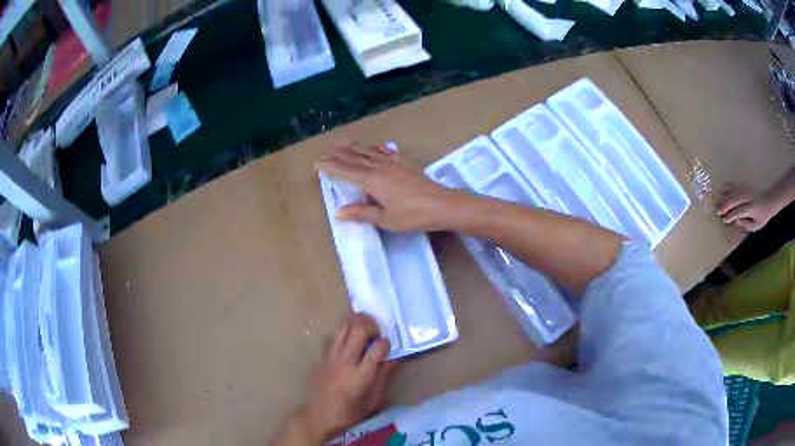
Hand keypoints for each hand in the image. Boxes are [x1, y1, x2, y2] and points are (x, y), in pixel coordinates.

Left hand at [296, 314, 396, 442]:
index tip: (388, 346)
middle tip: (377, 330)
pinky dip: (343, 332)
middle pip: (359, 329)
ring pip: (343, 327)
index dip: (386, 342)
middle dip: (371, 324)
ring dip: (356, 322)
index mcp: (361, 375)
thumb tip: (394, 359)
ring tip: (364, 327)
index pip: (378, 347)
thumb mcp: (373, 401)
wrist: (319, 416)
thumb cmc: (349, 413)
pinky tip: (348, 339)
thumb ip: (383, 377)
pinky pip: (333, 336)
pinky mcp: (322, 356)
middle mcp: (346, 361)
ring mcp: (331, 357)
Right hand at [315, 143, 463, 231]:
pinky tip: (376, 146)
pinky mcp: (406, 164)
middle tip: (326, 149)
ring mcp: (394, 164)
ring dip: (355, 147)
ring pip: (369, 152)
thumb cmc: (413, 215)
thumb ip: (362, 213)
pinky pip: (387, 152)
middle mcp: (380, 168)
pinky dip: (378, 148)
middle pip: (355, 158)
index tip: (316, 163)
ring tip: (343, 143)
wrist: (443, 205)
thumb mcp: (386, 219)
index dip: (330, 167)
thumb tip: (339, 212)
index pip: (345, 171)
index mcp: (372, 181)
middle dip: (339, 154)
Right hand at [716, 186, 775, 231]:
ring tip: (717, 205)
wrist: (768, 201)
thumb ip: (746, 225)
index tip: (724, 220)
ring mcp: (746, 189)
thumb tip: (736, 220)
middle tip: (717, 212)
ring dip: (724, 197)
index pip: (740, 211)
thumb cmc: (761, 217)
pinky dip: (727, 188)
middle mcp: (748, 196)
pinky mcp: (743, 185)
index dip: (731, 215)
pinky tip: (721, 192)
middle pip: (735, 199)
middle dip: (726, 205)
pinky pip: (734, 185)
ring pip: (733, 191)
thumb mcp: (756, 226)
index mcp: (753, 208)